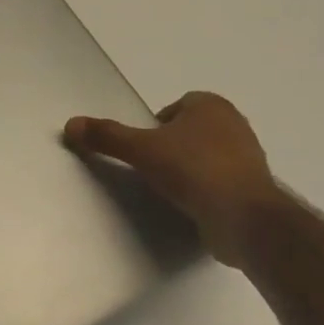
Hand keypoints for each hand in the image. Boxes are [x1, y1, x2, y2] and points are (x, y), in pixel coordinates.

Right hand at [65, 92, 283, 267]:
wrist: (243, 218)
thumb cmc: (192, 170)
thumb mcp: (141, 150)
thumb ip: (107, 136)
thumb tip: (71, 124)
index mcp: (212, 106)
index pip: (176, 106)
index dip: (157, 125)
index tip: (144, 147)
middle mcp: (234, 125)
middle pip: (191, 130)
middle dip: (172, 146)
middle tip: (152, 168)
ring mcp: (248, 158)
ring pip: (207, 156)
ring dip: (189, 169)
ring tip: (170, 189)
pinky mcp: (253, 189)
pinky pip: (220, 182)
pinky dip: (205, 190)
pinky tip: (191, 206)